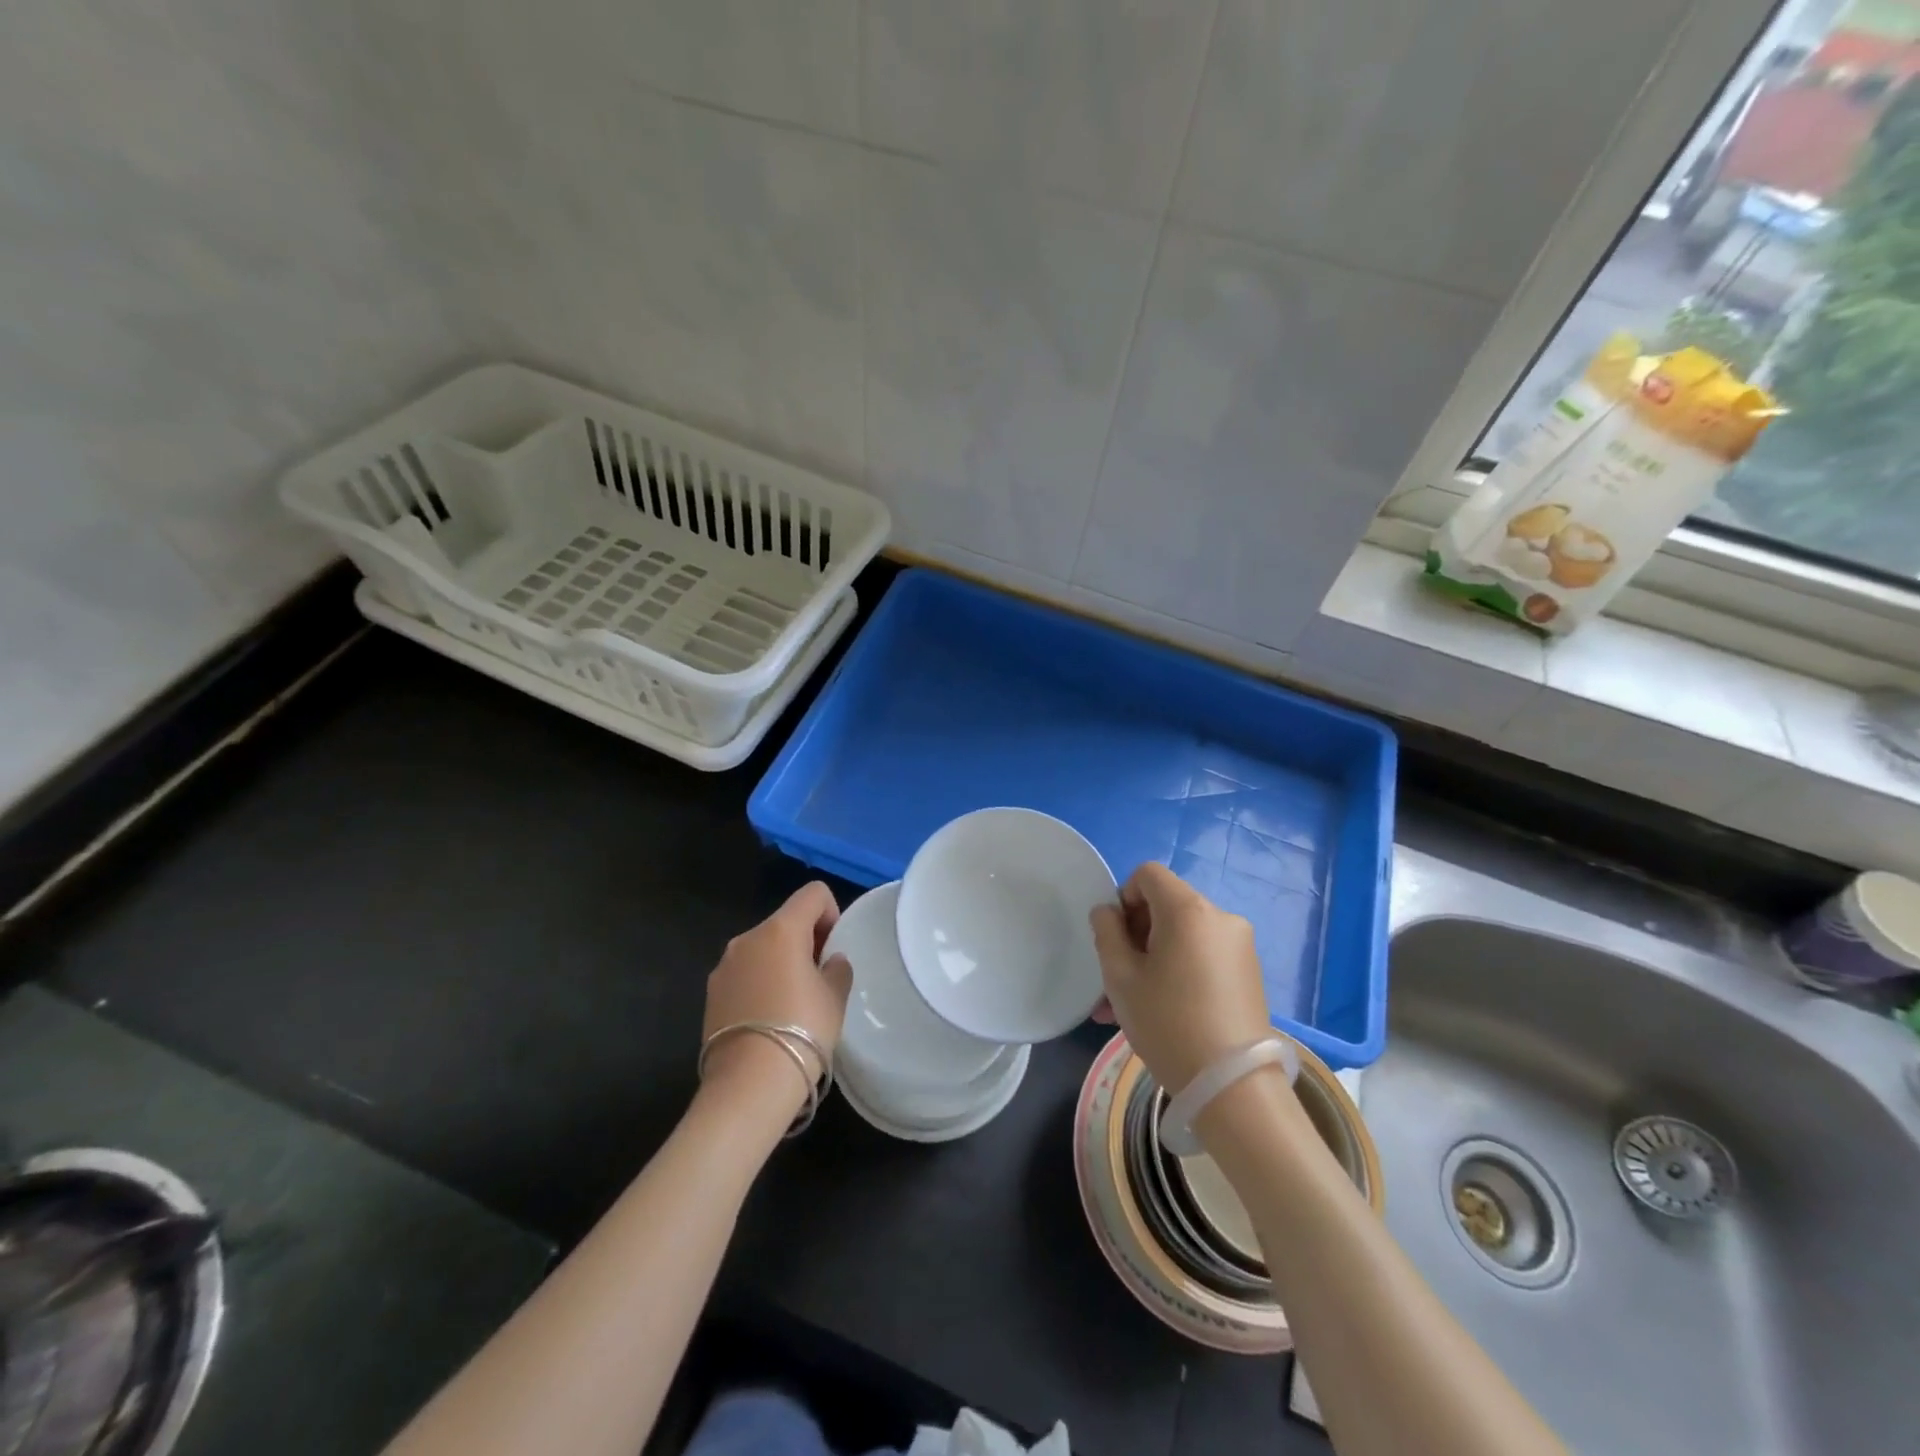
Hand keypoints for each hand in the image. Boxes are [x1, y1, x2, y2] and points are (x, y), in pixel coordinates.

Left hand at [702, 883, 853, 1111]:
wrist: (748, 1085)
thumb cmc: (802, 1031)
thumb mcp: (834, 998)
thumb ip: (837, 969)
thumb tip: (830, 961)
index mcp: (781, 930)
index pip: (813, 894)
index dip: (831, 914)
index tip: (833, 950)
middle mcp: (747, 938)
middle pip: (785, 921)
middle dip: (805, 941)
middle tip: (819, 979)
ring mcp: (724, 966)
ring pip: (762, 948)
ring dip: (780, 962)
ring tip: (792, 1004)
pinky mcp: (710, 993)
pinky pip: (744, 973)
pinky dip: (759, 983)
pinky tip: (768, 1019)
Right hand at [1089, 863, 1270, 1094]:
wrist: (1233, 1087)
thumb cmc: (1168, 1023)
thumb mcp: (1120, 977)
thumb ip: (1107, 933)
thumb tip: (1108, 912)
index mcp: (1188, 909)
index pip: (1148, 874)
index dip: (1124, 896)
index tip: (1115, 937)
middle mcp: (1220, 917)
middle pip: (1167, 905)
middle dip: (1136, 933)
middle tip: (1116, 977)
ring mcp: (1240, 946)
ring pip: (1183, 936)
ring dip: (1153, 958)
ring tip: (1129, 1005)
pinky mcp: (1249, 974)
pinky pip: (1203, 956)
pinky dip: (1179, 970)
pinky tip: (1162, 1011)